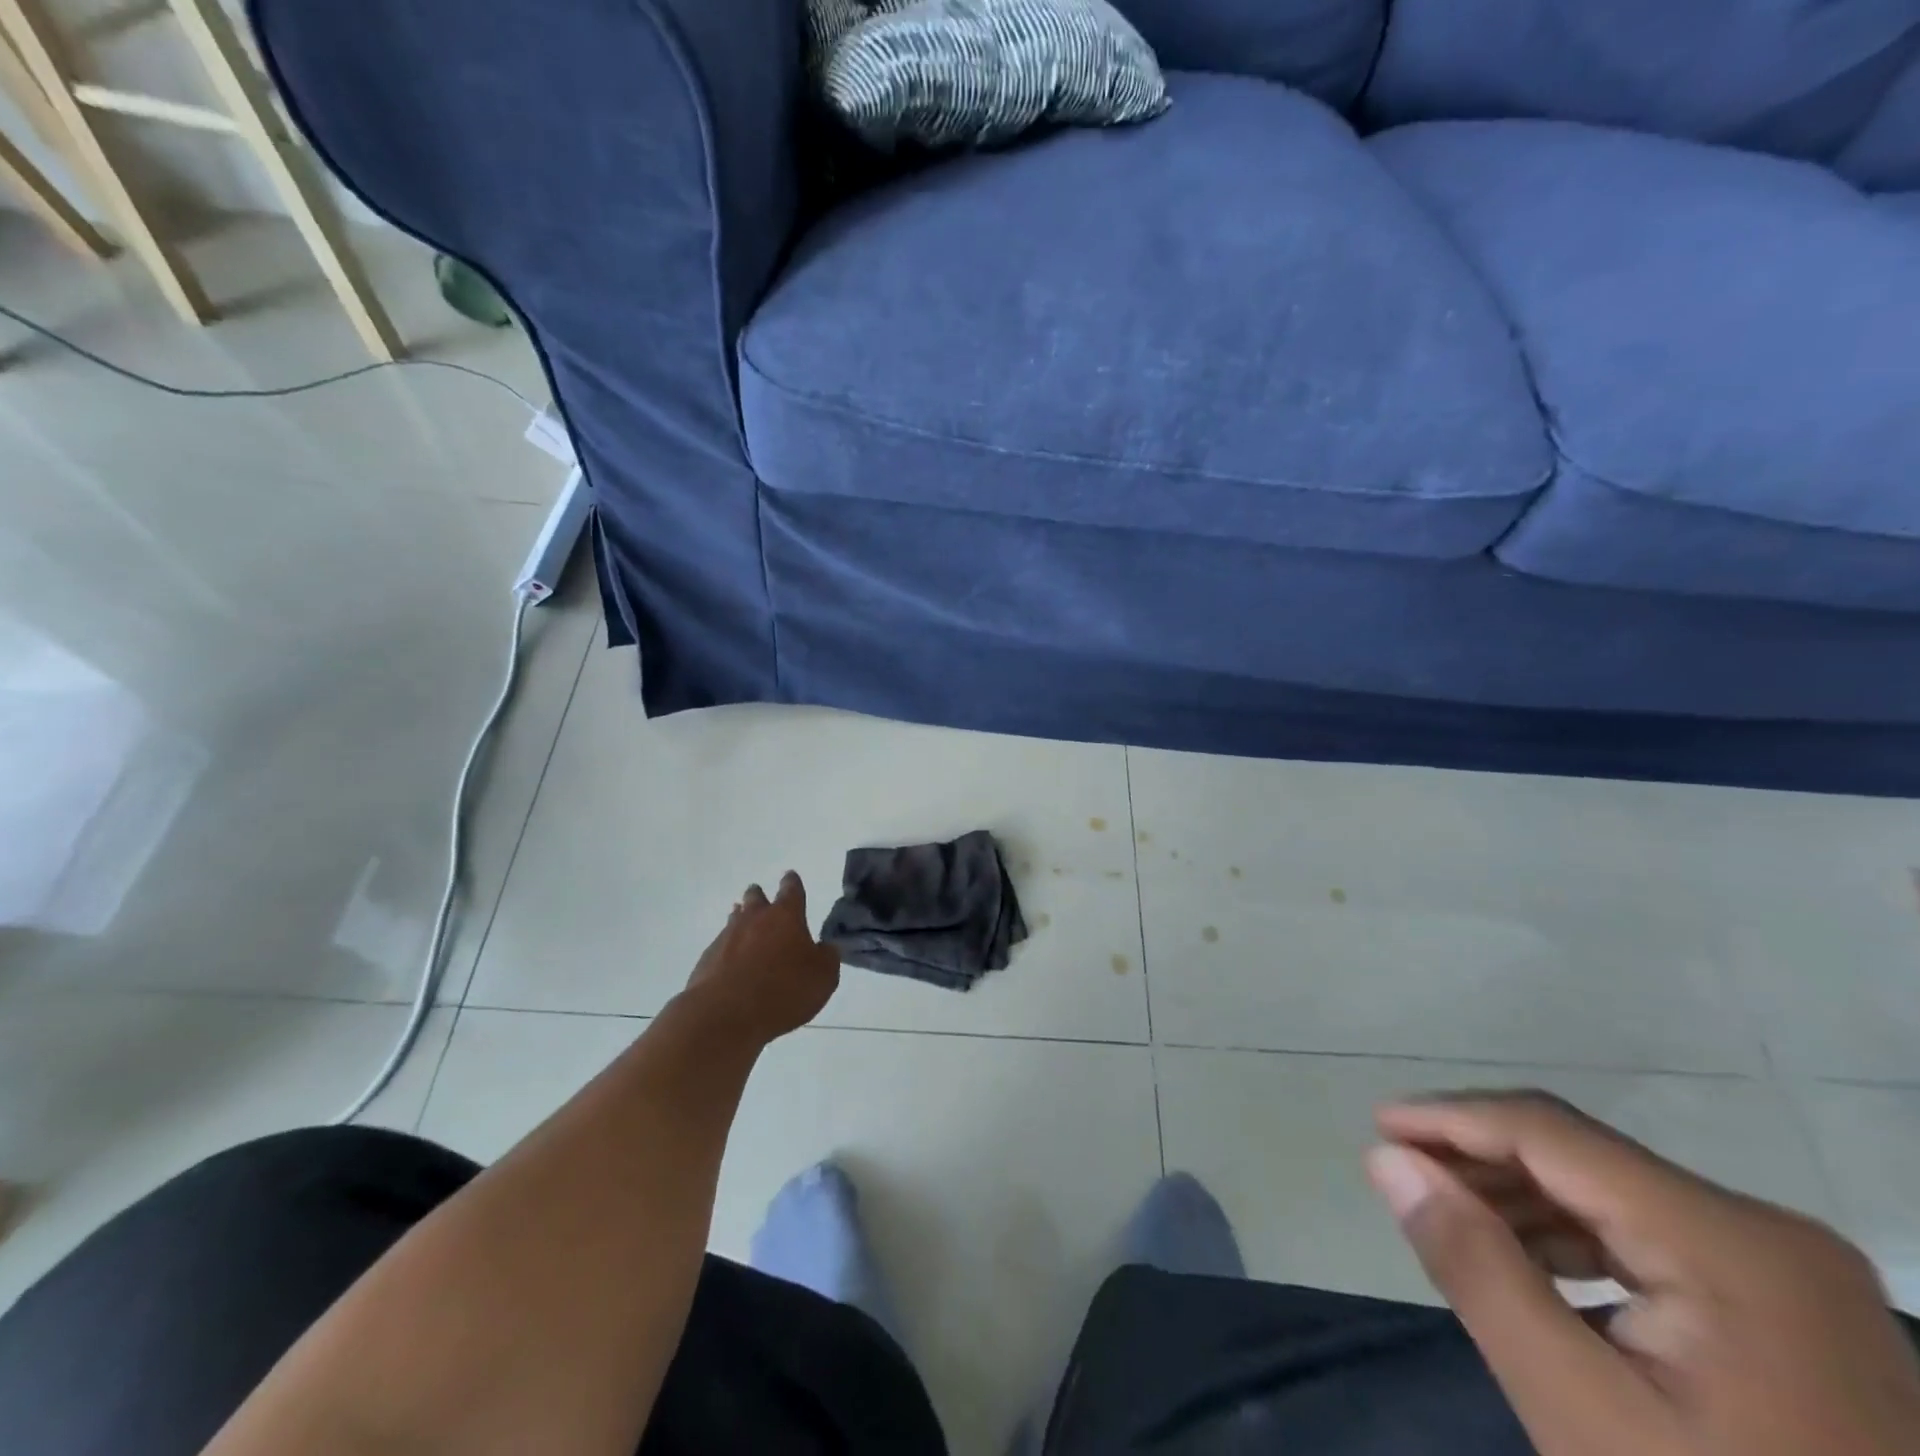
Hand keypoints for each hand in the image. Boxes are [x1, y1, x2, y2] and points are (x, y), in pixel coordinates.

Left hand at [680, 872, 839, 1046]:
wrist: (725, 1015)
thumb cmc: (783, 990)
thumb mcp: (823, 977)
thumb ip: (826, 958)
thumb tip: (825, 948)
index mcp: (786, 916)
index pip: (791, 889)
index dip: (792, 883)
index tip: (790, 877)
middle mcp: (755, 918)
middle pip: (755, 898)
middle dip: (760, 897)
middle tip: (763, 901)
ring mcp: (726, 937)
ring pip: (735, 919)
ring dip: (741, 921)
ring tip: (746, 929)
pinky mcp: (706, 960)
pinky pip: (721, 946)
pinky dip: (728, 950)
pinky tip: (733, 965)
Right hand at [1366, 1091, 1919, 1455]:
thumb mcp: (1582, 1413)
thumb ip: (1477, 1270)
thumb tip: (1387, 1159)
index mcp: (1732, 1242)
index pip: (1551, 1134)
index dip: (1451, 1118)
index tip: (1376, 1127)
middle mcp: (1765, 1229)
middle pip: (1580, 1157)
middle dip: (1479, 1160)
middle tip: (1402, 1177)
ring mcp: (1783, 1268)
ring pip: (1606, 1191)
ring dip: (1516, 1197)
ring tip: (1446, 1218)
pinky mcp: (1782, 1303)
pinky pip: (1643, 1235)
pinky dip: (1568, 1238)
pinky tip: (1524, 1263)